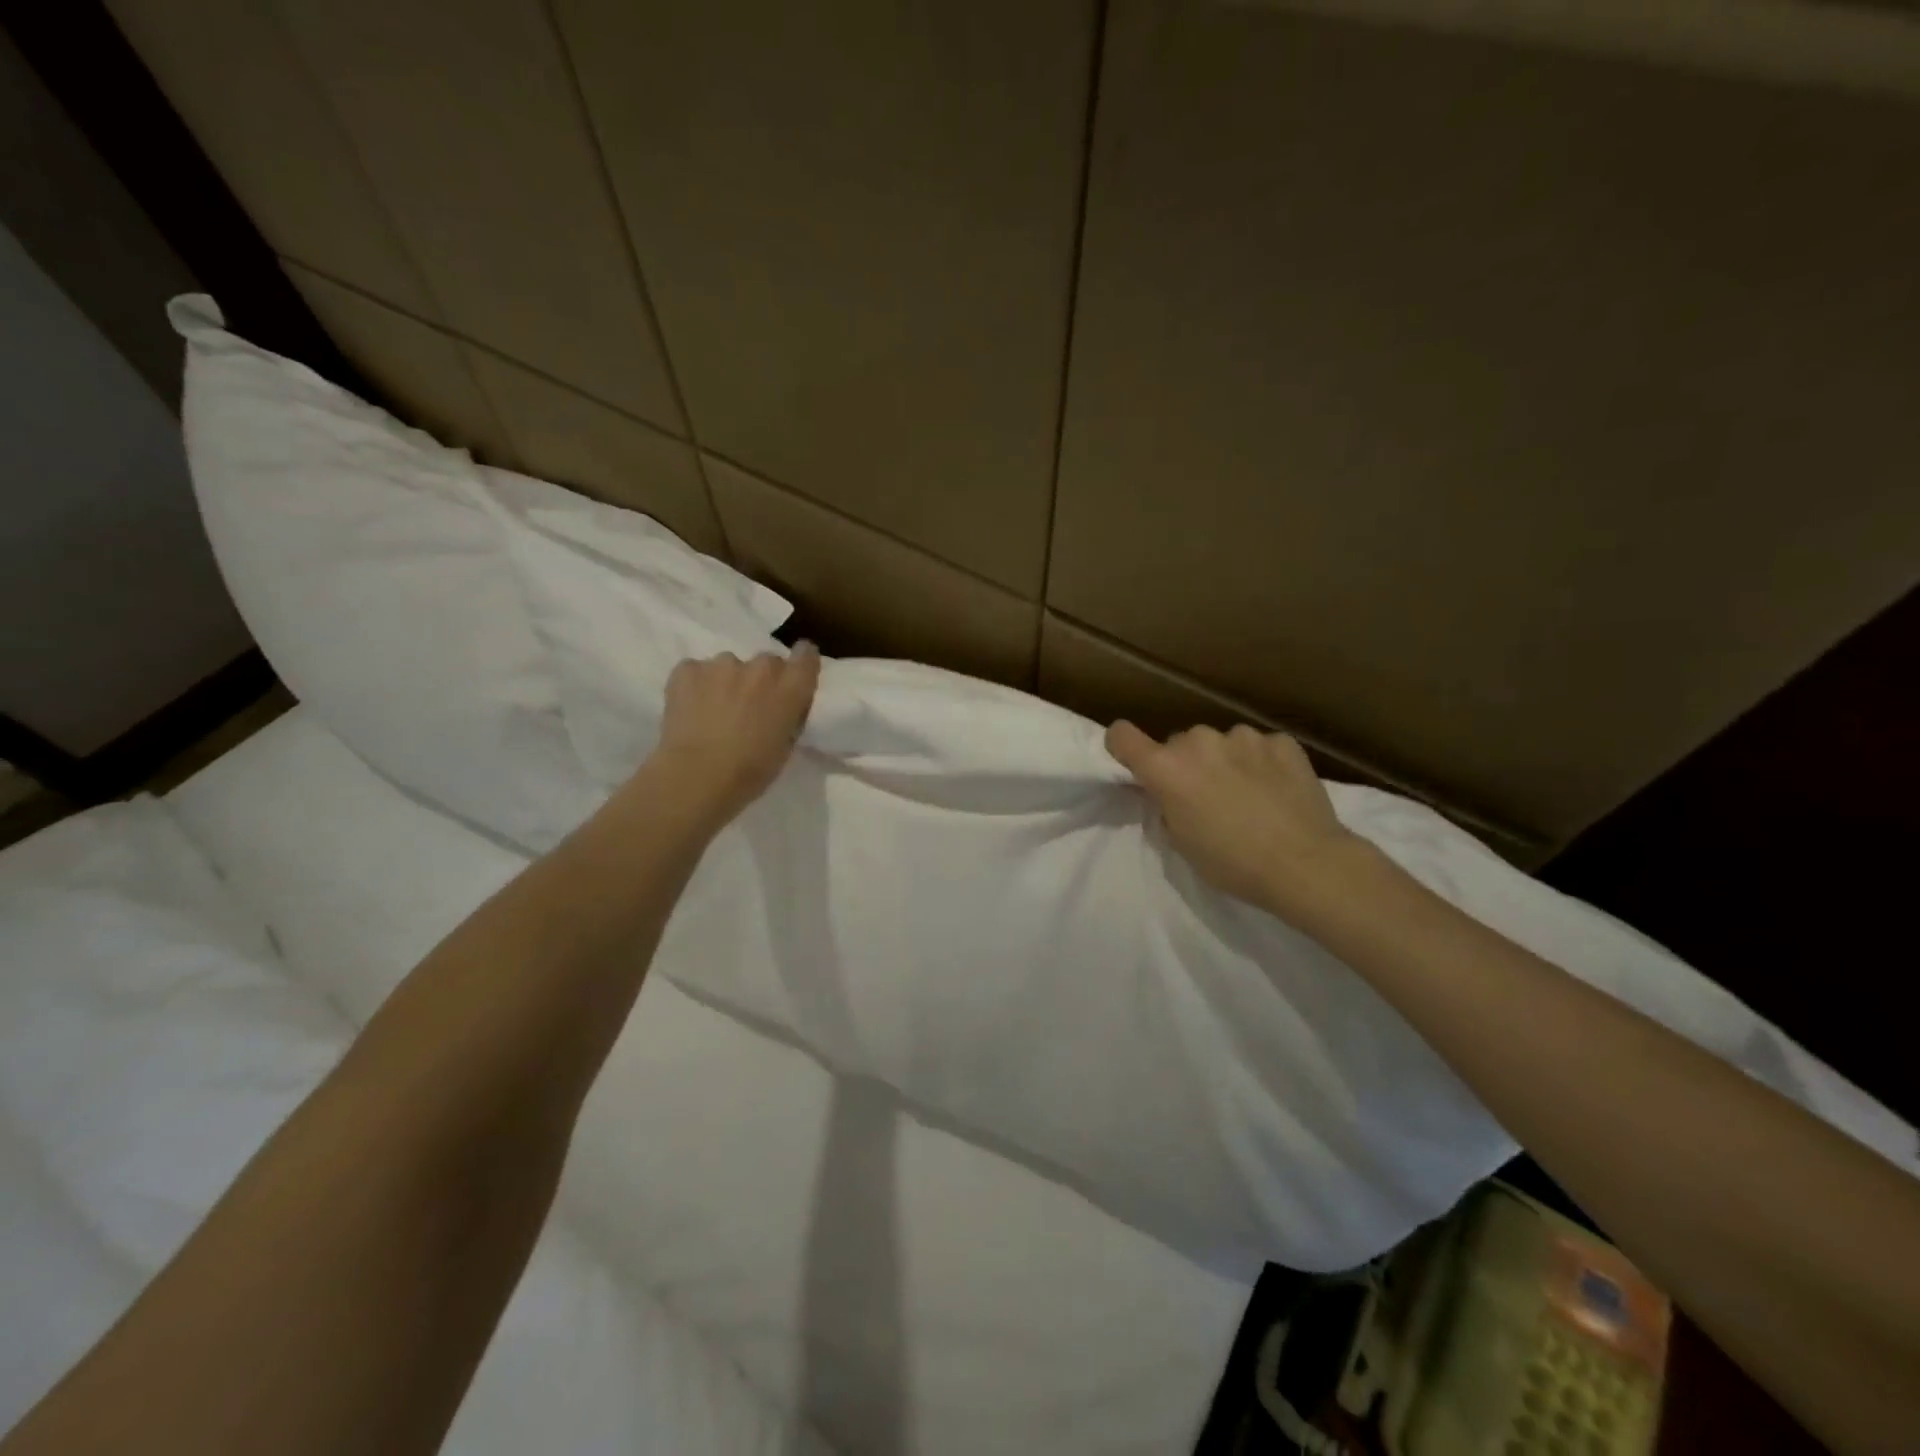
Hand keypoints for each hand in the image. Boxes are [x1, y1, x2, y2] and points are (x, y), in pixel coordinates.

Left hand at [651, 643, 820, 822]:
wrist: (696, 777)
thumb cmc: (750, 772)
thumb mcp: (786, 746)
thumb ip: (789, 715)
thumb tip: (781, 706)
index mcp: (790, 688)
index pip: (806, 654)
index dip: (800, 662)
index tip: (792, 676)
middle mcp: (761, 667)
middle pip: (767, 662)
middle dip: (761, 680)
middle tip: (748, 708)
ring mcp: (722, 664)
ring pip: (729, 666)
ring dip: (727, 682)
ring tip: (714, 711)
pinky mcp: (688, 669)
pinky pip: (696, 671)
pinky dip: (696, 685)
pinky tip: (690, 709)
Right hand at [1105, 720, 1366, 917]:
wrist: (1306, 864)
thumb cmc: (1233, 864)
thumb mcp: (1182, 842)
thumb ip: (1167, 806)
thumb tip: (1171, 793)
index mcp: (1166, 769)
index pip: (1122, 737)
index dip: (1123, 746)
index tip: (1135, 761)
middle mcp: (1198, 741)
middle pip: (1179, 743)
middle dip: (1187, 763)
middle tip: (1206, 796)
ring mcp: (1242, 737)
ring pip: (1221, 742)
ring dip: (1225, 760)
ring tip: (1249, 794)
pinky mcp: (1280, 741)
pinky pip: (1259, 746)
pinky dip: (1262, 762)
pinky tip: (1278, 790)